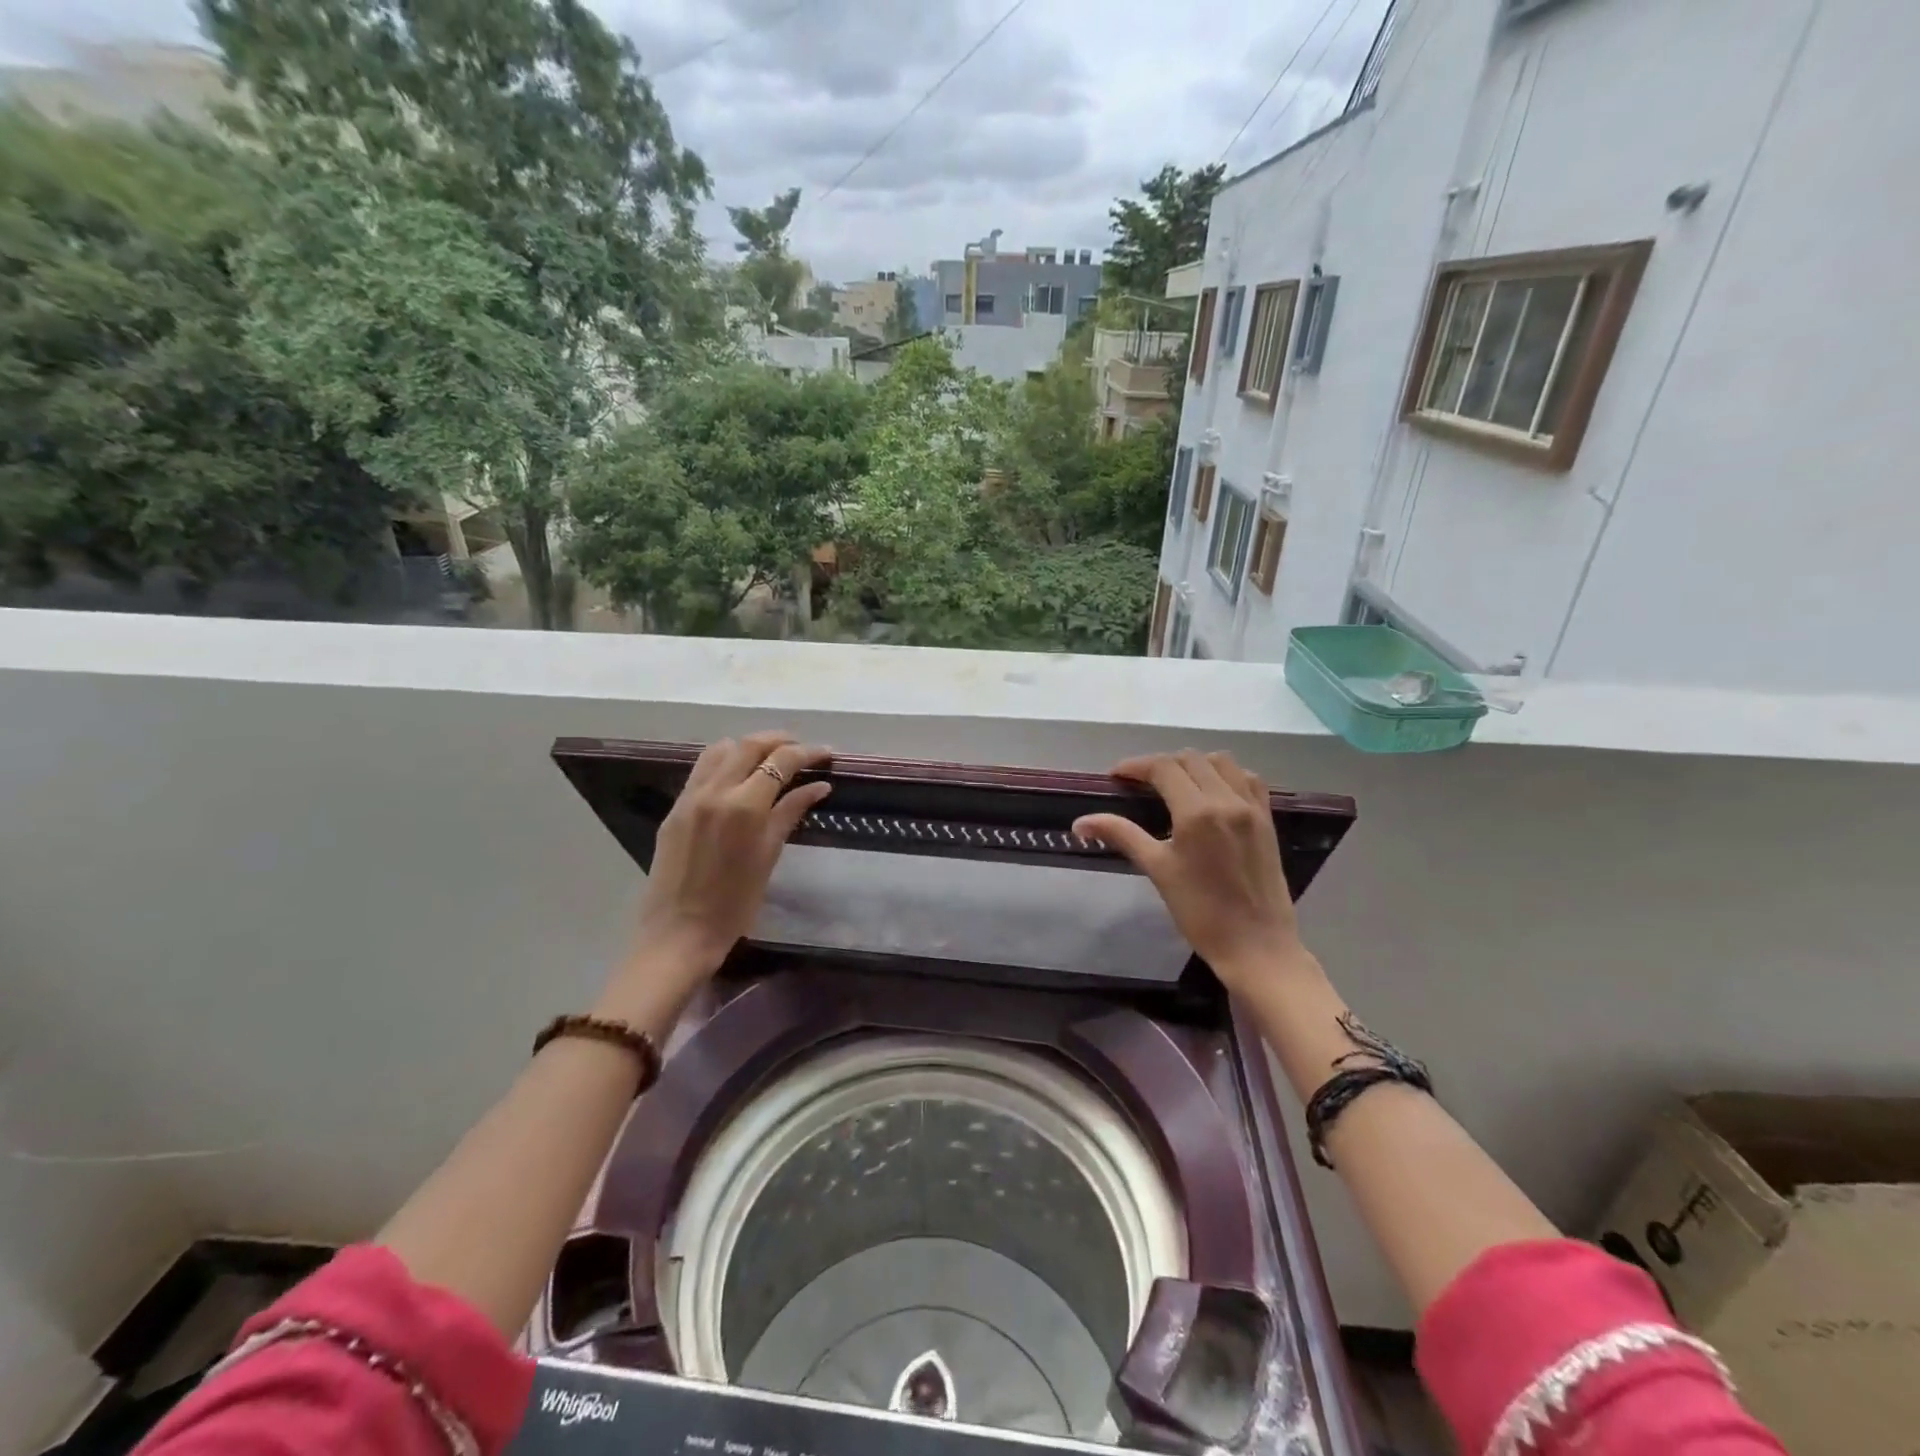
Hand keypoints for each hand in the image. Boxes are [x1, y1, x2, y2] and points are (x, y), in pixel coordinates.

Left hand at [630, 732, 831, 983]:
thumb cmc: (734, 904)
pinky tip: (739, 776)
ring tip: (770, 758)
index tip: (827, 754)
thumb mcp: (768, 856)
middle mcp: (715, 791)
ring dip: (749, 746)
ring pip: (721, 749)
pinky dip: (725, 761)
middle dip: (780, 740)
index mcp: (744, 806)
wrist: (678, 933)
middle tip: (802, 750)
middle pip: (750, 745)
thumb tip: (819, 786)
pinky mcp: (675, 808)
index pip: (781, 761)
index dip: (808, 752)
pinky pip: (702, 768)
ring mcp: (690, 797)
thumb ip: (790, 813)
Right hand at [1073, 750, 1305, 992]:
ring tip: (1176, 783)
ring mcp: (1252, 808)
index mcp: (1197, 812)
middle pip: (1191, 759)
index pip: (1163, 768)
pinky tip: (1213, 791)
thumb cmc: (1200, 912)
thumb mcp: (1157, 870)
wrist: (1256, 945)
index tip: (1116, 776)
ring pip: (1222, 762)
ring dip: (1195, 763)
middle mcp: (1227, 800)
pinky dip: (1227, 774)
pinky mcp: (1267, 820)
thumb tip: (1080, 822)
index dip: (1136, 766)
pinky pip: (1248, 779)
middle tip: (1141, 782)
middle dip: (1162, 764)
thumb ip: (1121, 835)